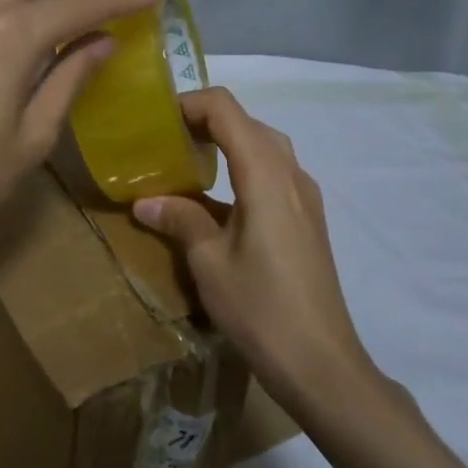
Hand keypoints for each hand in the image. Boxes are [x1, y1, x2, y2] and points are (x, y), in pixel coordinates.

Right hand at [133, 87, 385, 414]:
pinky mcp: (309, 220)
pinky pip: (274, 174)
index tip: (156, 121)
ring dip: (226, 143)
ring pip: (264, 146)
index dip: (189, 104)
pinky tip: (217, 200)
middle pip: (248, 123)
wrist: (321, 363)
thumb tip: (145, 201)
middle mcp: (292, 175)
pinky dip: (242, 168)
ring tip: (186, 164)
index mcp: (266, 175)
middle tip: (165, 142)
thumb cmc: (260, 308)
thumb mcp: (208, 262)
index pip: (227, 110)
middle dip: (205, 121)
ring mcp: (306, 198)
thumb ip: (180, 220)